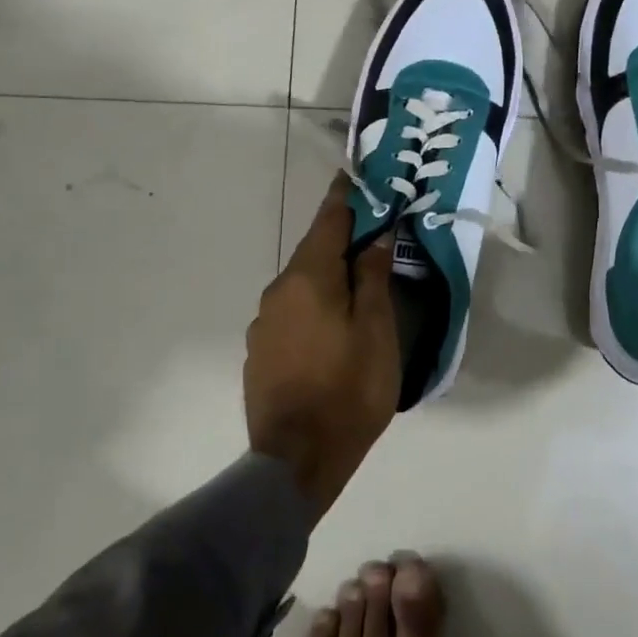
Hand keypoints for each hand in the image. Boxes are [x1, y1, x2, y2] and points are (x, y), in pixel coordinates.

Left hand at [245, 173, 399, 518]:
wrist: (297, 459)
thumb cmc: (349, 389)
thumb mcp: (377, 331)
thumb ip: (373, 279)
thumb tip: (374, 240)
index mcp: (309, 278)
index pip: (328, 221)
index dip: (344, 197)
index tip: (354, 176)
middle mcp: (279, 291)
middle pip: (313, 252)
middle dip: (340, 239)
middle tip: (371, 234)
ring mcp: (264, 322)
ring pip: (302, 284)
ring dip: (327, 275)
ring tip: (356, 284)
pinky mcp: (260, 351)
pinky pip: (292, 311)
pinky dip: (313, 305)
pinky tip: (331, 326)